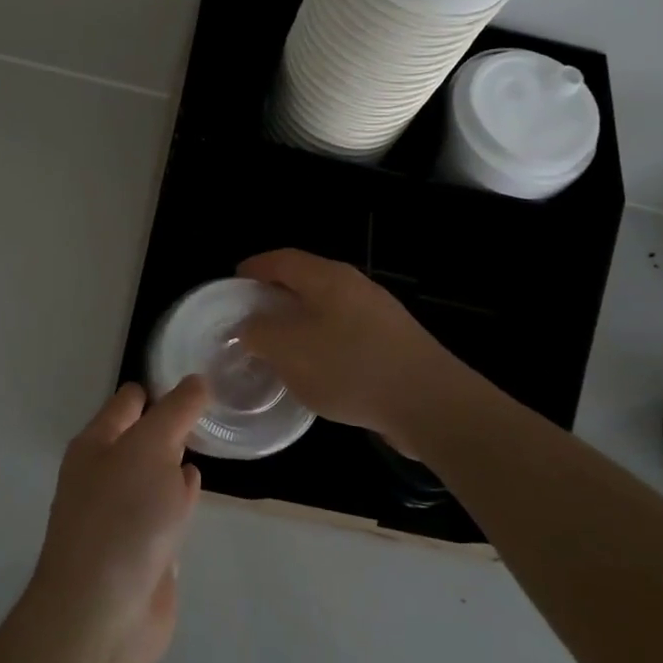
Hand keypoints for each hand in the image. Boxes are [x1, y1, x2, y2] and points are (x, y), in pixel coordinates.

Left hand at [25, 378, 205, 662]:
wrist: (102, 614)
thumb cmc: (123, 517)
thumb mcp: (151, 448)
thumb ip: (176, 411)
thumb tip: (196, 381)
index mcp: (97, 443)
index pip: (131, 400)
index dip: (163, 387)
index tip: (202, 380)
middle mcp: (106, 473)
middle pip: (144, 436)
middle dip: (174, 423)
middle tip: (216, 408)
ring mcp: (123, 513)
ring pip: (156, 473)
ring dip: (177, 461)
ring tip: (211, 440)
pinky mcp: (143, 548)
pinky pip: (165, 510)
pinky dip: (181, 498)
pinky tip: (196, 491)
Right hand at [236, 249, 480, 450]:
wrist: (429, 403)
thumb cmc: (351, 367)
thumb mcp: (290, 351)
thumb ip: (260, 333)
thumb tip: (247, 325)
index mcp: (327, 278)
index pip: (282, 259)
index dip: (254, 269)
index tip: (233, 285)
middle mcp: (354, 287)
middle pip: (305, 282)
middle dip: (274, 298)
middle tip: (250, 320)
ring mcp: (377, 314)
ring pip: (326, 310)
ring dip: (299, 324)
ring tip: (278, 349)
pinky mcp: (392, 343)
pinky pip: (345, 334)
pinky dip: (322, 344)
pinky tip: (317, 373)